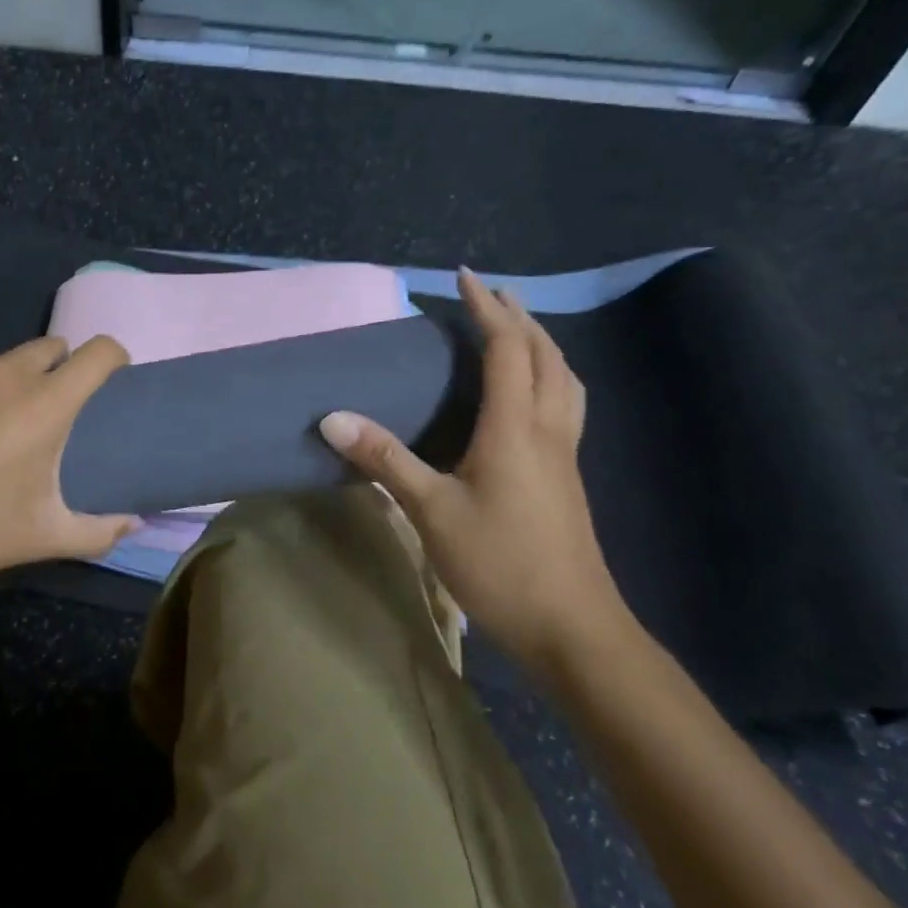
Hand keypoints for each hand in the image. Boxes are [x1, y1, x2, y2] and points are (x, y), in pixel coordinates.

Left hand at [0, 336, 140, 591]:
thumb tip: (135, 523)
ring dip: (5, 382)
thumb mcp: (39, 538)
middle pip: (51, 348)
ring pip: (0, 359)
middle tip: (41, 414)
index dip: (113, 360)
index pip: (99, 352)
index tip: (110, 380)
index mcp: (44, 404)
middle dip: (58, 371)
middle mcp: (4, 370)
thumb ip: (98, 531)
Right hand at [319, 268, 632, 677]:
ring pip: (564, 379)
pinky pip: (565, 403)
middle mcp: (547, 429)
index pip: (506, 348)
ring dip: (542, 344)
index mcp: (515, 427)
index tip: (464, 278)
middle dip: (518, 317)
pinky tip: (533, 395)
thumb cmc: (501, 563)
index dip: (486, 308)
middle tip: (490, 295)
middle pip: (545, 355)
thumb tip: (333, 417)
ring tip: (518, 331)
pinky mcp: (568, 476)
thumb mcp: (431, 511)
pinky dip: (550, 376)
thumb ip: (384, 460)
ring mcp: (565, 454)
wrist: (575, 629)